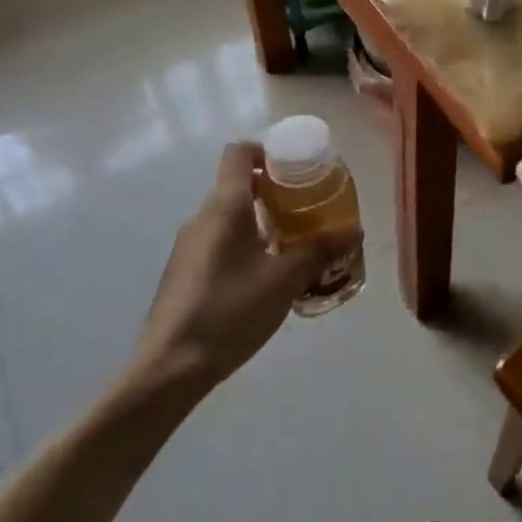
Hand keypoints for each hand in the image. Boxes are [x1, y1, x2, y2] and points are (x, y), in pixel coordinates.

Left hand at [130, 142, 357, 397]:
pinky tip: (266, 278)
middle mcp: (202, 217)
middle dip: (275, 191)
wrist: (167, 371)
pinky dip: (246, 246)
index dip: (268, 150)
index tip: (297, 169)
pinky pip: (220, 242)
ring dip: (262, 222)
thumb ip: (320, 250)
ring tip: (294, 246)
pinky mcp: (184, 273)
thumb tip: (354, 230)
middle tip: (308, 210)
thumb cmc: (228, 311)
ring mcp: (188, 246)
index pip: (239, 152)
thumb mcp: (283, 280)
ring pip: (230, 217)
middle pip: (239, 184)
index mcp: (224, 205)